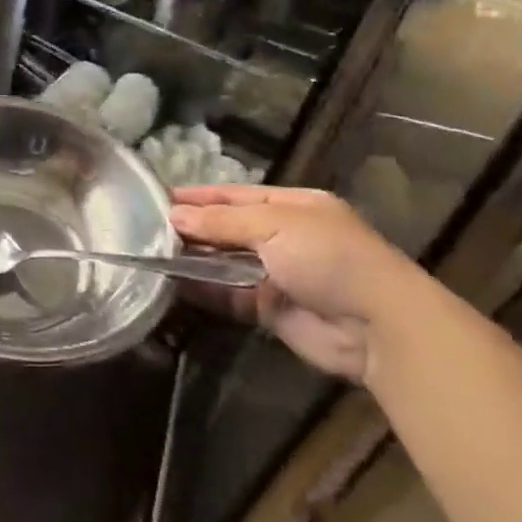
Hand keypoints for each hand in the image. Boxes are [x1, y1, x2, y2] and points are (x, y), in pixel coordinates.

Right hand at [170, 185, 429, 385]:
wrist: (377, 326)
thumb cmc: (328, 257)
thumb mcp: (274, 225)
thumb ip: (222, 221)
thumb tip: (174, 215)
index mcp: (291, 206)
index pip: (235, 195)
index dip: (198, 196)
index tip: (158, 197)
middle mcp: (282, 237)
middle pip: (227, 228)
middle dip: (191, 228)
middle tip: (144, 226)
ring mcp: (275, 274)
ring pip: (223, 262)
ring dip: (192, 259)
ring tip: (149, 253)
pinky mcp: (268, 310)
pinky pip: (227, 296)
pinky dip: (202, 290)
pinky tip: (170, 284)